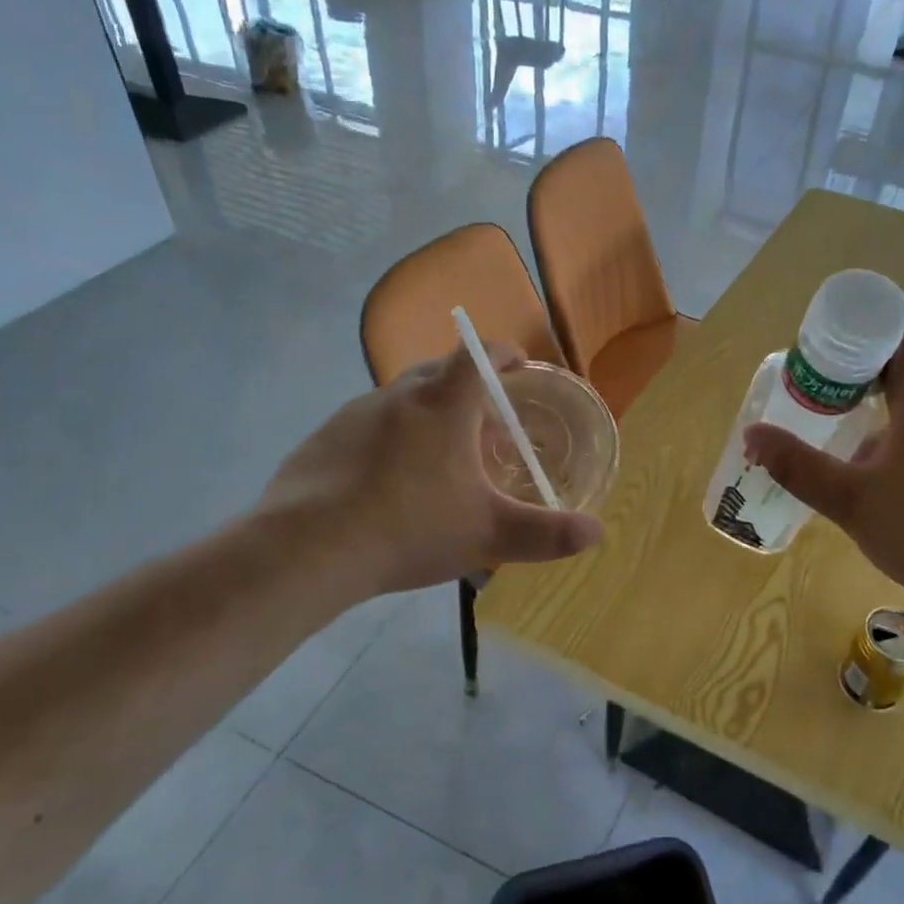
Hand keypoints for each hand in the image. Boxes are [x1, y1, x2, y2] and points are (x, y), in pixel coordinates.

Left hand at [259, 344, 602, 601]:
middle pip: (440, 373)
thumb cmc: (411, 527)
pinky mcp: (323, 439)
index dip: (504, 354)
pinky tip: (388, 484)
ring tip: (439, 458)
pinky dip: (388, 440)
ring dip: (426, 415)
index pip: (479, 355)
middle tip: (486, 425)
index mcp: (444, 404)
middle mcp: (398, 395)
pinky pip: (368, 426)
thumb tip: (597, 533)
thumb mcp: (489, 534)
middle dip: (468, 389)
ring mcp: (354, 414)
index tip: (518, 366)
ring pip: (402, 400)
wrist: (306, 549)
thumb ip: (547, 534)